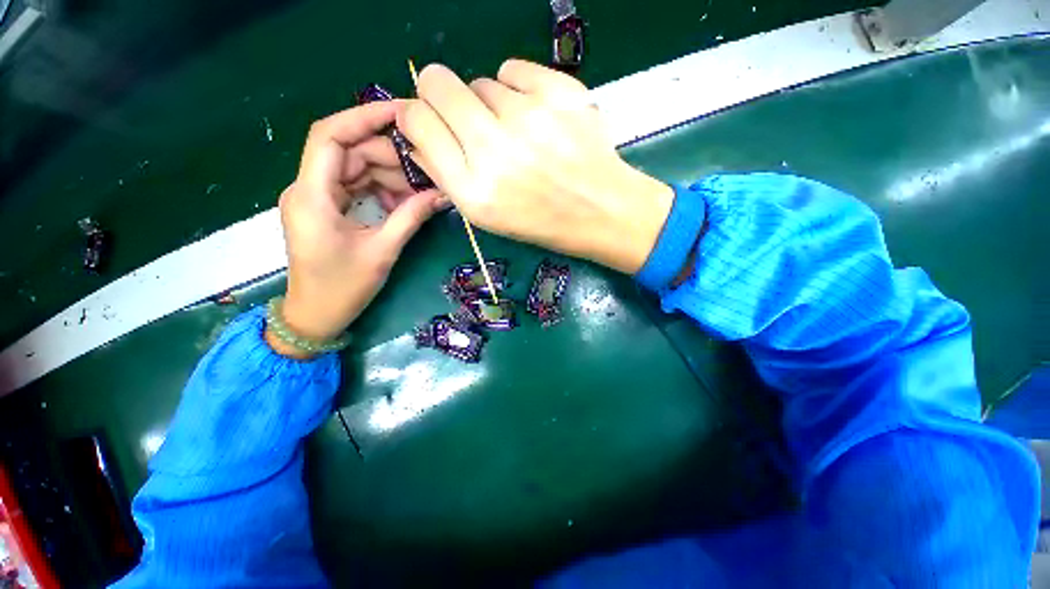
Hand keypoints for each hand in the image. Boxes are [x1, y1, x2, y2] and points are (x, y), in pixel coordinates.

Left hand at [270, 101, 446, 357]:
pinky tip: (404, 201)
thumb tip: (442, 195)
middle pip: (349, 151)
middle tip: (427, 165)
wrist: (316, 315)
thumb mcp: (382, 251)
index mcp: (312, 195)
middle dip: (389, 154)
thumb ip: (411, 218)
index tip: (402, 113)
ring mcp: (317, 198)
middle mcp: (308, 188)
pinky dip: (381, 190)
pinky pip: (356, 187)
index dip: (364, 117)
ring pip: (354, 168)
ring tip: (422, 187)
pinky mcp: (327, 209)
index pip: (331, 136)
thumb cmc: (343, 288)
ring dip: (389, 175)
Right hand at [399, 60, 674, 273]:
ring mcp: (529, 117)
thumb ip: (446, 175)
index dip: (415, 114)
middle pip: (438, 83)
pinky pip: (513, 69)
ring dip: (488, 104)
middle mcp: (495, 150)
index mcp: (474, 190)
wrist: (600, 210)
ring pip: (480, 82)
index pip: (417, 121)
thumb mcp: (487, 216)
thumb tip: (418, 135)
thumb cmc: (541, 220)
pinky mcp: (559, 93)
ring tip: (515, 133)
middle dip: (440, 96)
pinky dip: (515, 88)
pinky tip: (533, 115)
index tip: (427, 120)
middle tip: (465, 117)